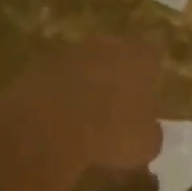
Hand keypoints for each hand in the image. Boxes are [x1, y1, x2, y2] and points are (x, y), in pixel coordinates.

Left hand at [0, 37, 163, 190]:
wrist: (48, 126)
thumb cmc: (110, 132)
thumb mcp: (146, 145)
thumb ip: (150, 132)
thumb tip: (147, 130)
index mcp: (140, 57)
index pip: (152, 55)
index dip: (150, 75)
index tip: (146, 96)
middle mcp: (107, 45)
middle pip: (116, 54)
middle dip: (116, 76)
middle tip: (116, 107)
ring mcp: (70, 53)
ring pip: (84, 65)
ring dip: (85, 85)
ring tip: (84, 118)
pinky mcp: (39, 66)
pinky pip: (57, 79)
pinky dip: (58, 95)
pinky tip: (57, 121)